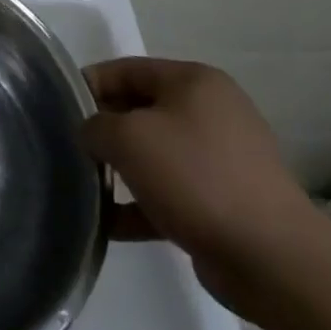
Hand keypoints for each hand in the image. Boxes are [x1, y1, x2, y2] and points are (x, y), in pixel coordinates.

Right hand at [81, 58, 330, 319]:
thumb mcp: (128, 138)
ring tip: (85, 186)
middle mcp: (212, 112)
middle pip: (140, 110)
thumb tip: (91, 133)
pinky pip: (170, 192)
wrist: (273, 260)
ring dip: (120, 169)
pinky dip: (141, 203)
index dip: (88, 85)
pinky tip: (109, 224)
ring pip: (155, 154)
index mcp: (194, 82)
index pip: (126, 69)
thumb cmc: (196, 178)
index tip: (57, 109)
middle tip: (69, 148)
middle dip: (103, 129)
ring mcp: (222, 159)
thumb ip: (95, 125)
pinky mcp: (225, 202)